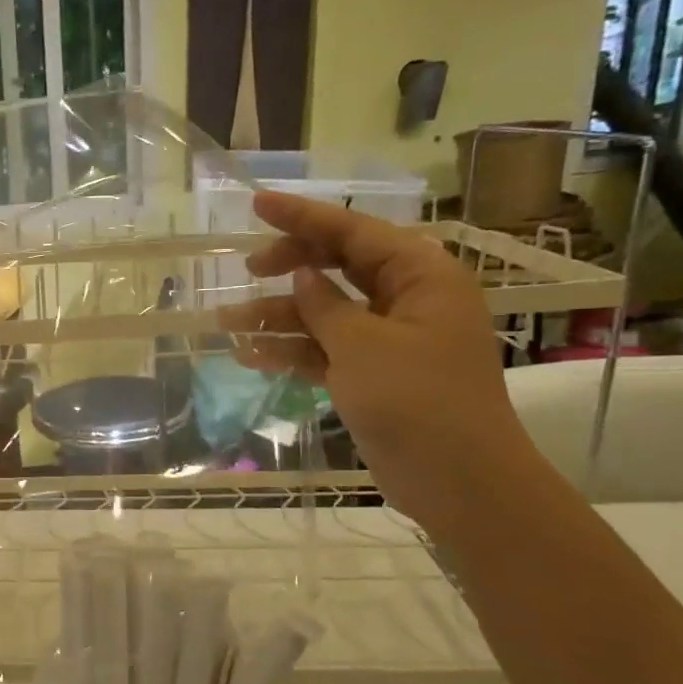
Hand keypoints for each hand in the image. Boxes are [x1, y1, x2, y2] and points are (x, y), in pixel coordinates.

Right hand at [225, 192, 537, 530]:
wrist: (456, 480)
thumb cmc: (417, 401)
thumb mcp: (362, 346)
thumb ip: (325, 305)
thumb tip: (302, 274)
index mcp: (420, 276)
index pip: (354, 231)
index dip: (302, 217)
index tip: (257, 204)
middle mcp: (406, 298)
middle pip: (338, 266)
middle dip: (288, 267)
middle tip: (247, 270)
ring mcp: (388, 338)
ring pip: (324, 311)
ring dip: (277, 317)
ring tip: (226, 324)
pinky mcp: (371, 373)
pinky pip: (324, 349)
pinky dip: (291, 351)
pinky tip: (250, 356)